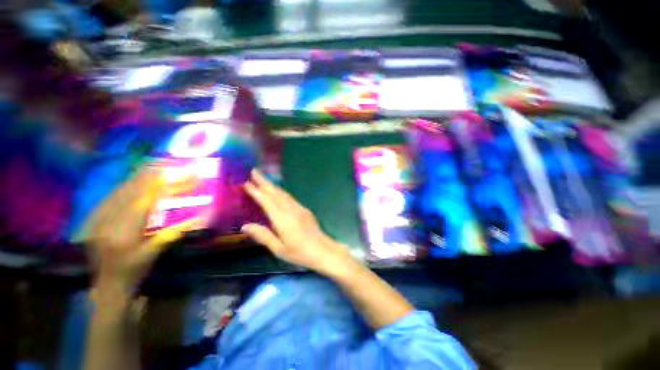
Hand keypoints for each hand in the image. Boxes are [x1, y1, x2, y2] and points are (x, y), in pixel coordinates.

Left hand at [84, 168, 197, 295]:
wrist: (106, 286)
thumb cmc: (133, 271)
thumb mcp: (153, 254)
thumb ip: (172, 233)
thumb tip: (197, 218)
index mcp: (123, 234)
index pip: (143, 202)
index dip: (158, 186)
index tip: (171, 172)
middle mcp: (107, 222)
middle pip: (129, 193)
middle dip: (147, 176)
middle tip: (163, 162)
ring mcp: (97, 220)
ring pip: (117, 192)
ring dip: (136, 178)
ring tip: (150, 166)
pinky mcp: (94, 219)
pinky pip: (110, 198)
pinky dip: (124, 187)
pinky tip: (132, 181)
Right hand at [242, 170, 353, 276]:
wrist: (323, 250)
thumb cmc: (300, 253)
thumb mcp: (279, 249)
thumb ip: (263, 236)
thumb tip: (245, 226)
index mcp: (283, 219)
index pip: (267, 201)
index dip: (256, 191)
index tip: (245, 181)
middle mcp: (291, 209)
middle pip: (275, 192)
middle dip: (263, 181)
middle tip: (253, 171)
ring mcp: (299, 208)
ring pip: (283, 193)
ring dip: (272, 185)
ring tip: (262, 179)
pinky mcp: (304, 210)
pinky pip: (289, 197)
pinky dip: (280, 192)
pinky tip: (277, 192)